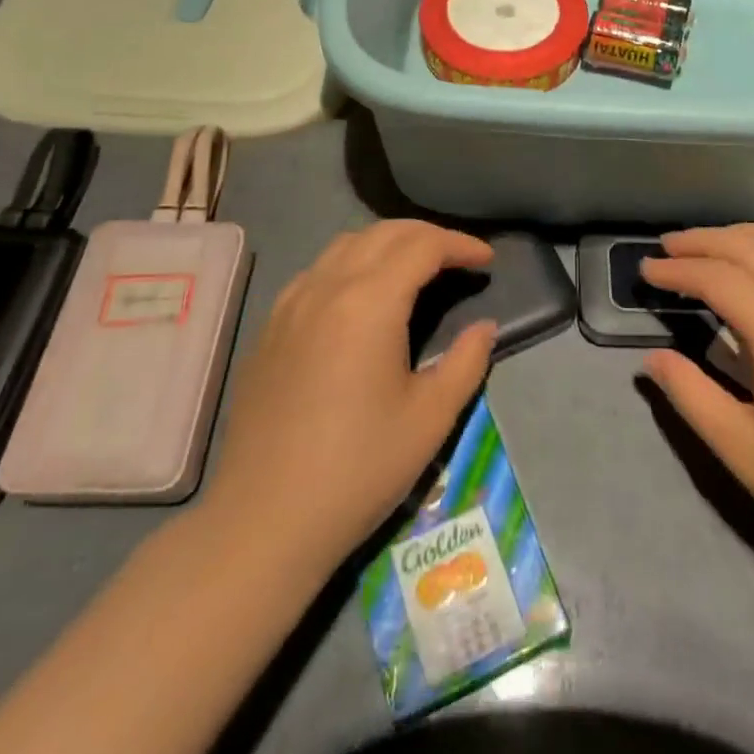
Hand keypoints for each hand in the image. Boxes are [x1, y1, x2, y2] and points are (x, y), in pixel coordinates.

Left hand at [195, 221, 496, 579]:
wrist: (265, 520)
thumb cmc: (358, 469)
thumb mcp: (430, 418)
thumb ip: (466, 362)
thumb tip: (484, 327)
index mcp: (369, 302)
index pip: (423, 246)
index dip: (461, 244)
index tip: (488, 259)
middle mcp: (326, 287)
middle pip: (384, 233)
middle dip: (428, 236)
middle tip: (458, 259)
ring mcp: (291, 304)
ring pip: (346, 245)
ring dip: (388, 244)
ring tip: (415, 269)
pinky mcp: (270, 327)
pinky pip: (317, 271)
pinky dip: (351, 264)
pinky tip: (361, 298)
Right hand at [641, 224, 753, 570]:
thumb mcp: (741, 450)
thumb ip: (691, 395)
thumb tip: (654, 359)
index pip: (720, 278)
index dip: (678, 269)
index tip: (646, 270)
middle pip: (752, 248)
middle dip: (704, 241)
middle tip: (668, 247)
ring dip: (745, 235)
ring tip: (712, 243)